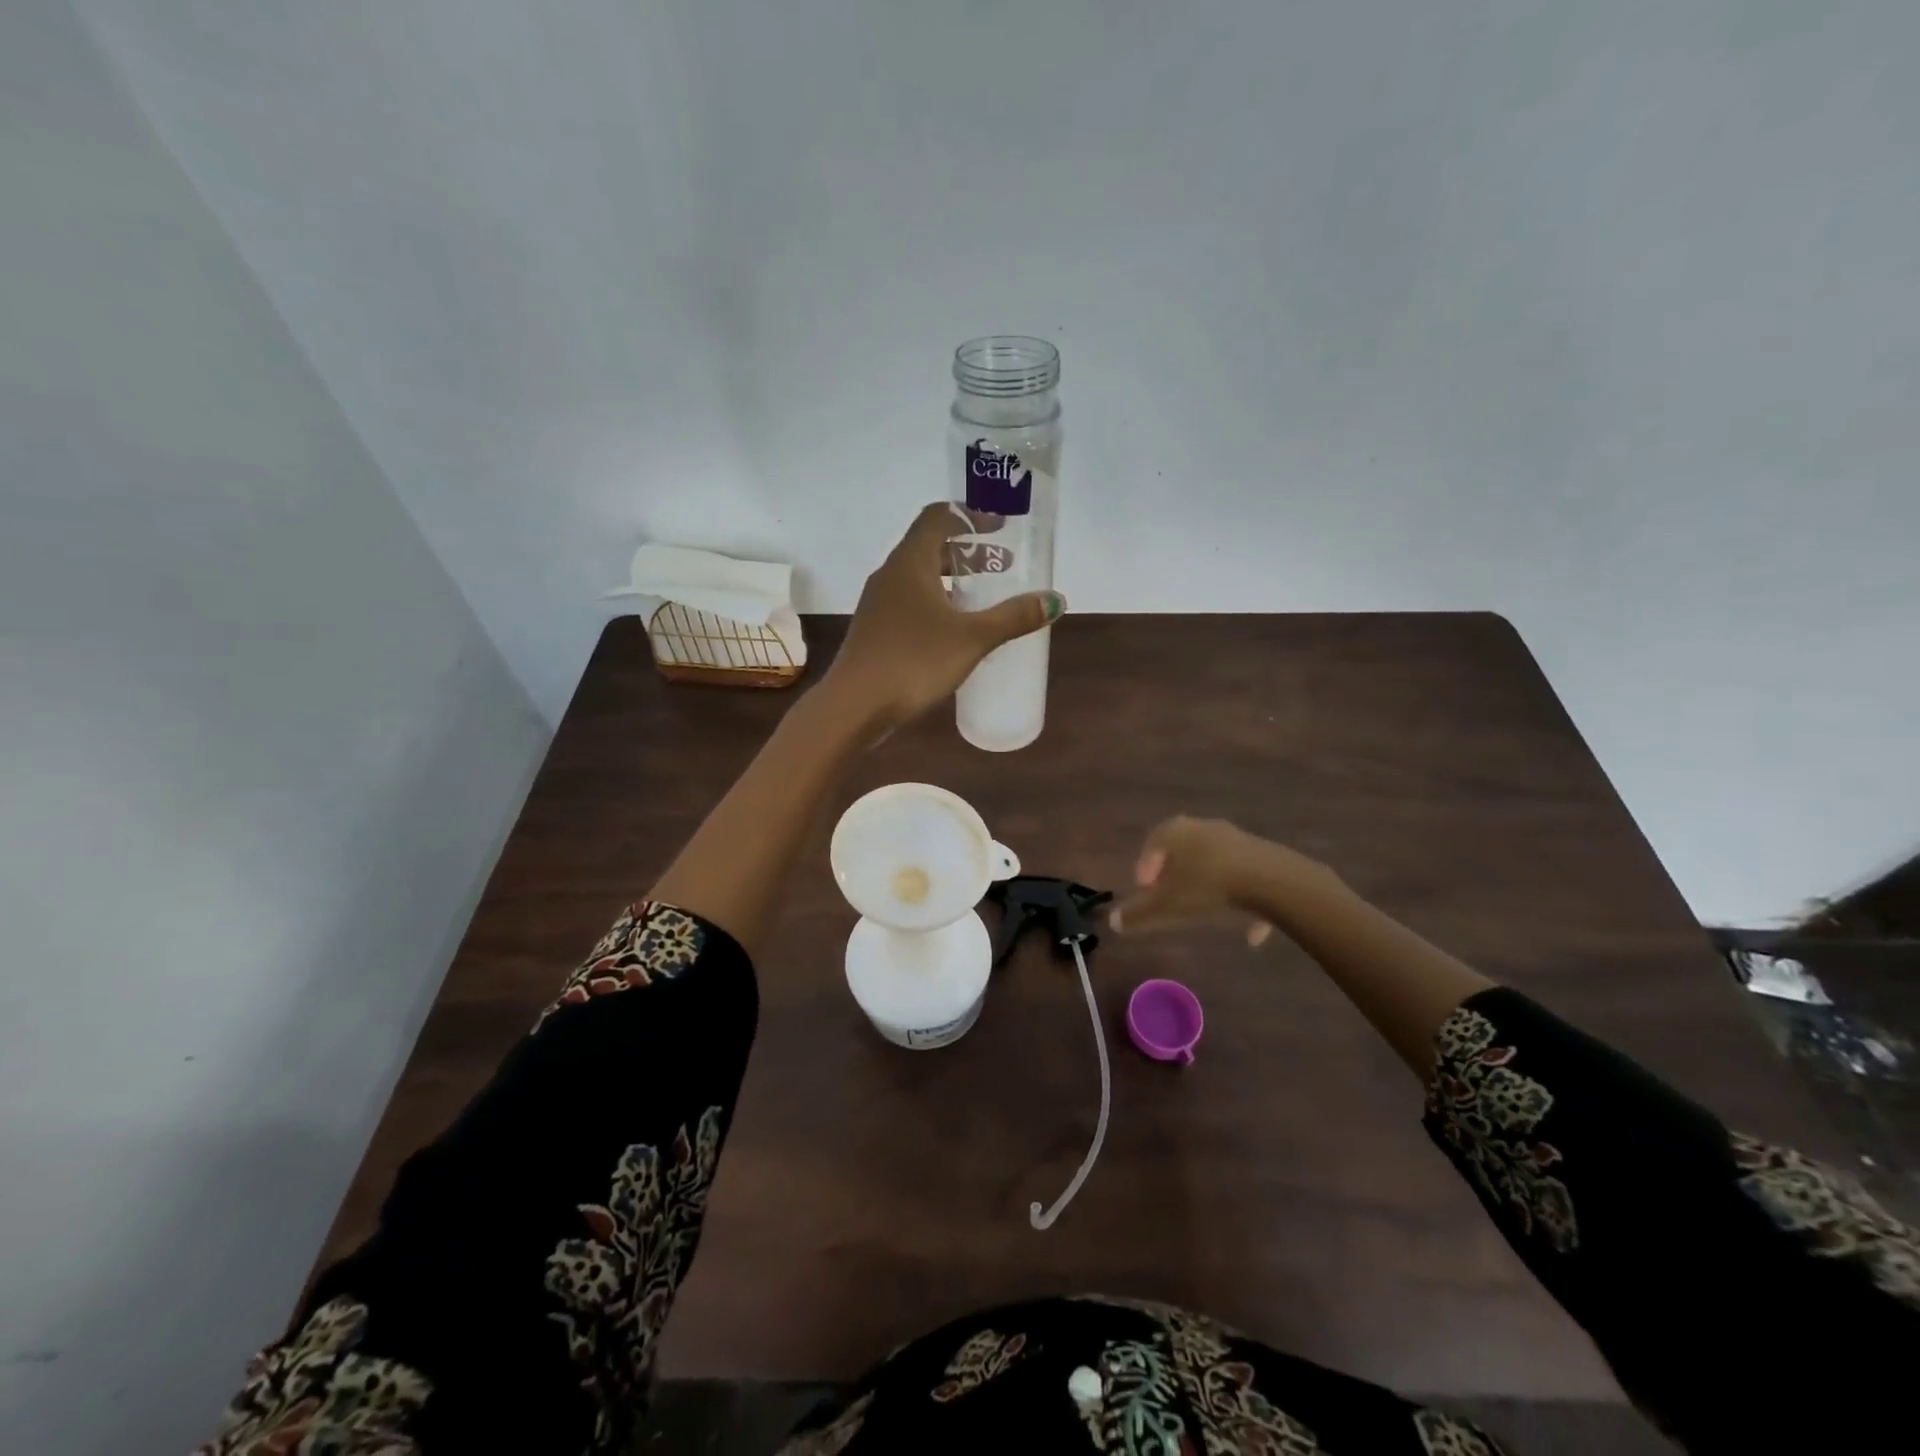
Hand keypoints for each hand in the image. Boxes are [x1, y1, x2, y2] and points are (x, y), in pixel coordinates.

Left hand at [822, 502, 1063, 734]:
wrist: (855, 705)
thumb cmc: (914, 661)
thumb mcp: (971, 638)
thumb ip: (1013, 617)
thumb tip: (1055, 600)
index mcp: (910, 562)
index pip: (938, 517)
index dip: (971, 516)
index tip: (1000, 527)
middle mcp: (890, 575)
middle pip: (929, 546)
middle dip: (967, 552)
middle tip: (1001, 566)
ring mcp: (878, 603)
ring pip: (918, 577)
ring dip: (951, 579)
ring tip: (982, 598)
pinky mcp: (875, 629)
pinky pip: (910, 601)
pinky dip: (936, 602)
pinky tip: (954, 629)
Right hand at [1109, 817, 1320, 946]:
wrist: (1271, 881)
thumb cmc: (1207, 887)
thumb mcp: (1167, 906)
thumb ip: (1138, 914)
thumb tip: (1113, 922)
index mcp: (1176, 832)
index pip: (1153, 842)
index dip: (1145, 866)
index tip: (1144, 889)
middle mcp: (1205, 828)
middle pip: (1184, 849)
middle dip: (1175, 873)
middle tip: (1171, 896)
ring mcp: (1237, 840)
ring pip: (1215, 862)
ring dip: (1207, 884)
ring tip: (1206, 911)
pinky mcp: (1264, 856)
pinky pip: (1245, 878)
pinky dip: (1243, 901)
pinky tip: (1249, 934)